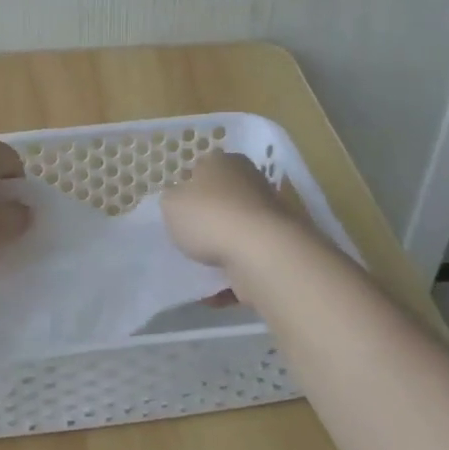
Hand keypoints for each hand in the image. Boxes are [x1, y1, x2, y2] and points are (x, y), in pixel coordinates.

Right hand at [161, 150, 301, 267]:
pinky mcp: (278, 242)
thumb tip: (181, 202)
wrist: (260, 251)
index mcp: (223, 162)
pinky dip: (234, 272)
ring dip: (220, 249)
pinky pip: (248, 258)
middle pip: (221, 199)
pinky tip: (218, 288)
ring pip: (236, 230)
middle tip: (189, 238)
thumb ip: (172, 201)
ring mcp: (268, 212)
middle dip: (207, 219)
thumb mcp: (170, 204)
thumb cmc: (209, 216)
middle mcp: (250, 180)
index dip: (188, 189)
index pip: (202, 169)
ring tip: (201, 268)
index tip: (178, 211)